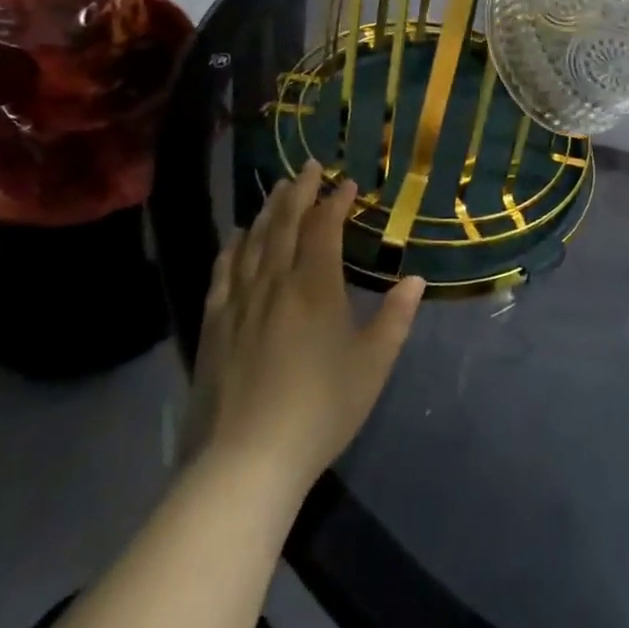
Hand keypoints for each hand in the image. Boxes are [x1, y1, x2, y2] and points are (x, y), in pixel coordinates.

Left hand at [191, 162, 424, 491]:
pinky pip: (223, 272)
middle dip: (299, 191)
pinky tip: (235, 236)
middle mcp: (275, 282)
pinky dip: (232, 247)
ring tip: (278, 189)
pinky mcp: (214, 325)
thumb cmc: (320, 409)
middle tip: (309, 167)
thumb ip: (395, 318)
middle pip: (284, 223)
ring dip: (267, 210)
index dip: (336, 201)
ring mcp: (240, 302)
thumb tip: (414, 280)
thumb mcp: (372, 365)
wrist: (247, 460)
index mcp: (315, 287)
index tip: (347, 183)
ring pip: (253, 241)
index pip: (324, 228)